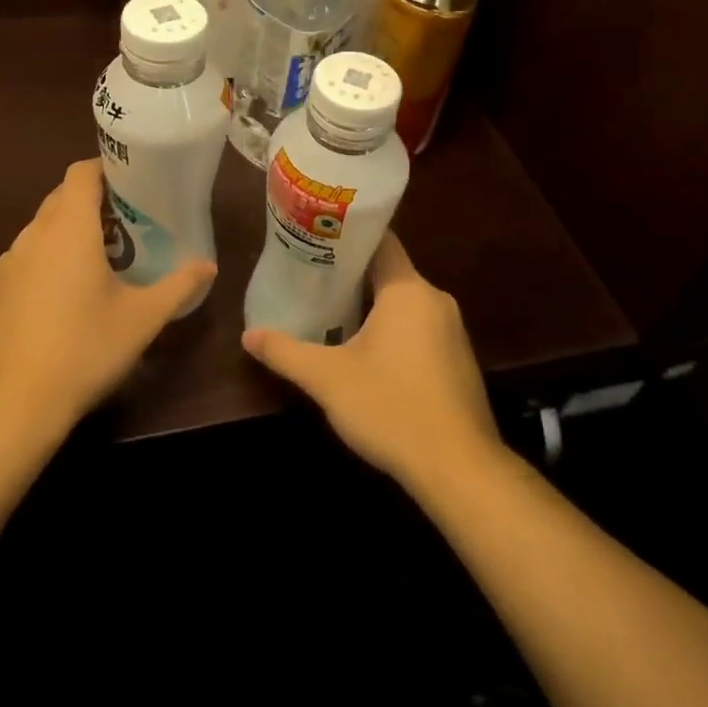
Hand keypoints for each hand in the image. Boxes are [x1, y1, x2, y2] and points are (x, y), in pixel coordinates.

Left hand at [0, 160, 213, 441]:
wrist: (6, 408)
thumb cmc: (82, 350)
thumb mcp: (141, 319)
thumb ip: (178, 286)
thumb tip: (208, 265)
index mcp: (68, 228)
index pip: (81, 172)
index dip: (108, 168)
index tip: (137, 183)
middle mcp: (33, 235)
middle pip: (63, 197)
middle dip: (96, 201)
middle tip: (133, 221)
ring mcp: (8, 264)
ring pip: (44, 228)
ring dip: (73, 230)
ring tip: (107, 257)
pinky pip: (29, 256)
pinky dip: (52, 257)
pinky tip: (71, 295)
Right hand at [241, 231, 502, 494]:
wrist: (460, 470)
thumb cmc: (391, 408)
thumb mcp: (328, 379)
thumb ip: (286, 353)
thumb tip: (248, 335)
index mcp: (408, 290)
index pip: (380, 241)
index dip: (347, 236)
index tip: (316, 239)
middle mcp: (435, 300)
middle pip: (389, 272)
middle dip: (351, 276)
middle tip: (311, 279)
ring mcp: (452, 332)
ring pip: (404, 304)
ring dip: (372, 307)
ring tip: (331, 312)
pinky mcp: (458, 361)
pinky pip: (420, 330)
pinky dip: (394, 332)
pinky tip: (368, 355)